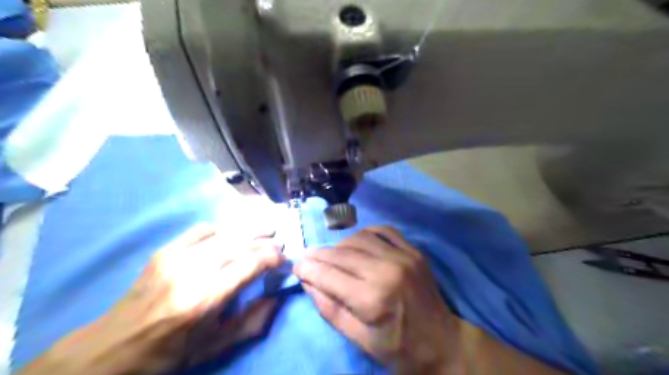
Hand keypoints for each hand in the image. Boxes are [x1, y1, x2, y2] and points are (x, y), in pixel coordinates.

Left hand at [32, 225, 282, 374]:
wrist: (112, 347)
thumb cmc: (168, 352)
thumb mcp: (215, 348)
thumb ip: (252, 322)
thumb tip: (277, 297)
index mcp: (205, 299)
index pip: (250, 264)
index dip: (273, 258)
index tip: (284, 261)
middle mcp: (192, 271)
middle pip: (241, 243)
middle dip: (266, 242)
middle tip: (279, 244)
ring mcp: (176, 256)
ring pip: (225, 232)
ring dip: (250, 230)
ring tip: (267, 230)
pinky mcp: (165, 250)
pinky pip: (202, 229)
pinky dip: (224, 229)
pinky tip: (231, 235)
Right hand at [295, 225, 462, 373]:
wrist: (443, 341)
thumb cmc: (399, 348)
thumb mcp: (360, 340)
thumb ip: (330, 309)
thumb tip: (307, 282)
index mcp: (373, 298)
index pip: (329, 275)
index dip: (308, 269)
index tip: (296, 266)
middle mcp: (387, 270)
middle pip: (341, 253)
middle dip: (319, 255)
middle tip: (307, 258)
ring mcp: (403, 256)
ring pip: (359, 237)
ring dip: (340, 244)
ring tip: (331, 254)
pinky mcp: (413, 251)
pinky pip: (383, 230)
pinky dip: (365, 233)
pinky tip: (357, 242)